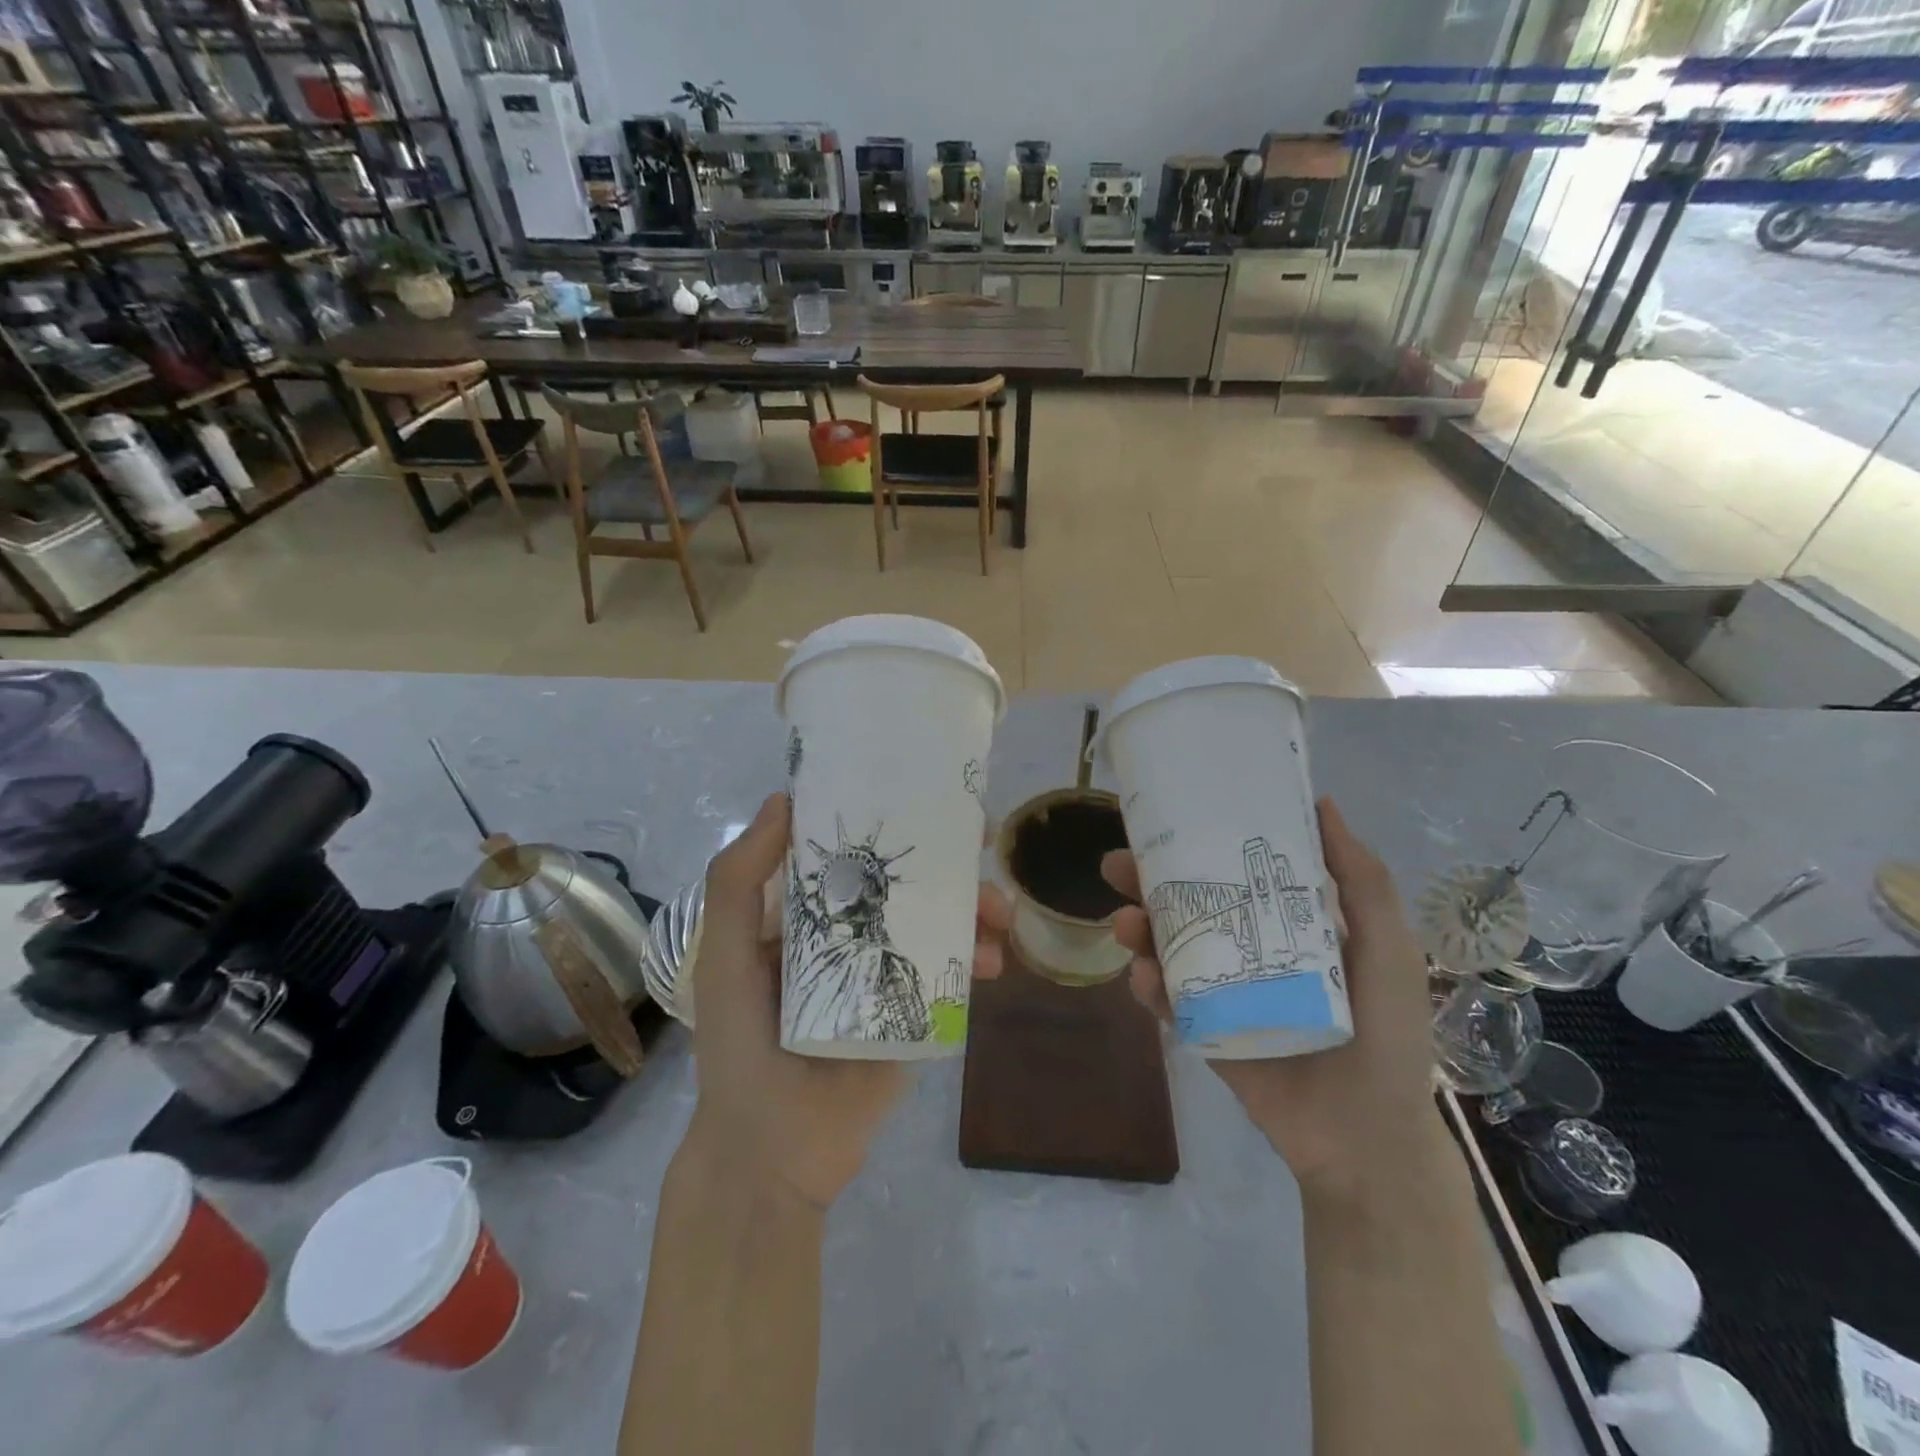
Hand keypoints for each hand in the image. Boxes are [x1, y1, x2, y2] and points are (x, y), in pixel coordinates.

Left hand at [685, 792, 1009, 1209]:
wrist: (773, 1150)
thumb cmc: (740, 1043)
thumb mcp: (724, 955)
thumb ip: (738, 880)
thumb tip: (782, 800)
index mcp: (805, 913)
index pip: (851, 850)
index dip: (886, 818)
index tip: (924, 793)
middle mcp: (849, 932)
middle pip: (906, 881)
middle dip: (948, 860)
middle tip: (984, 842)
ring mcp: (886, 970)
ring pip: (938, 921)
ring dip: (974, 907)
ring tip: (1000, 912)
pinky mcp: (914, 1009)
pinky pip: (951, 972)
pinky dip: (977, 957)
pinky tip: (993, 960)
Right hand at [1101, 798, 1434, 1196]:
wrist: (1367, 1138)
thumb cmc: (1387, 1035)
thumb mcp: (1388, 948)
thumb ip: (1363, 881)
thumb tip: (1322, 805)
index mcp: (1285, 922)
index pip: (1233, 870)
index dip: (1198, 842)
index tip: (1166, 817)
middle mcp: (1246, 946)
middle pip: (1186, 903)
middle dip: (1146, 882)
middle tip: (1117, 865)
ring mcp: (1220, 989)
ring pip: (1166, 947)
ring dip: (1137, 928)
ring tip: (1125, 922)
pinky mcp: (1202, 1030)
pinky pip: (1166, 1000)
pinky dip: (1148, 984)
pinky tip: (1143, 975)